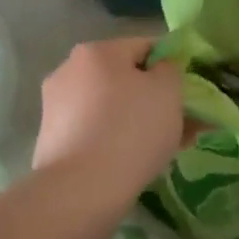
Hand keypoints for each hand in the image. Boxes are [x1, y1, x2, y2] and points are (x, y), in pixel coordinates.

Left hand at [35, 38, 188, 202]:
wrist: (80, 192)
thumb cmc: (130, 130)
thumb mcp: (168, 91)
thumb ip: (171, 70)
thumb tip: (161, 69)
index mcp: (96, 51)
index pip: (145, 47)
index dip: (171, 66)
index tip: (187, 93)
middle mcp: (70, 70)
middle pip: (125, 78)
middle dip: (154, 98)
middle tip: (182, 124)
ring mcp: (56, 105)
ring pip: (110, 106)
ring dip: (137, 120)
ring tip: (165, 149)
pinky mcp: (51, 139)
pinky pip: (94, 130)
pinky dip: (115, 138)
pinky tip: (135, 161)